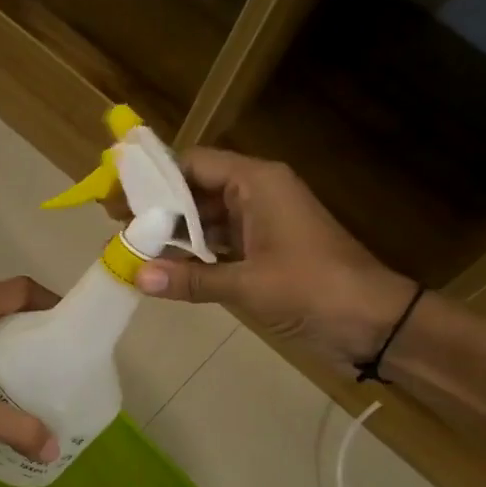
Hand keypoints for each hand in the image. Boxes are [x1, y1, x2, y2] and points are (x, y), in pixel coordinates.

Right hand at [131, 148, 417, 366]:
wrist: (372, 322)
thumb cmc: (312, 289)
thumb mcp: (247, 284)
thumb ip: (190, 278)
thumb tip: (136, 276)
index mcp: (257, 183)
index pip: (194, 164)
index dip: (153, 177)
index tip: (116, 194)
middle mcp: (256, 195)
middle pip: (195, 190)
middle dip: (156, 207)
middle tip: (113, 223)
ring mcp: (260, 225)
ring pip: (205, 220)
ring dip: (171, 234)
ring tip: (129, 246)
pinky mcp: (263, 253)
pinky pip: (218, 245)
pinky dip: (192, 256)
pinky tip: (162, 269)